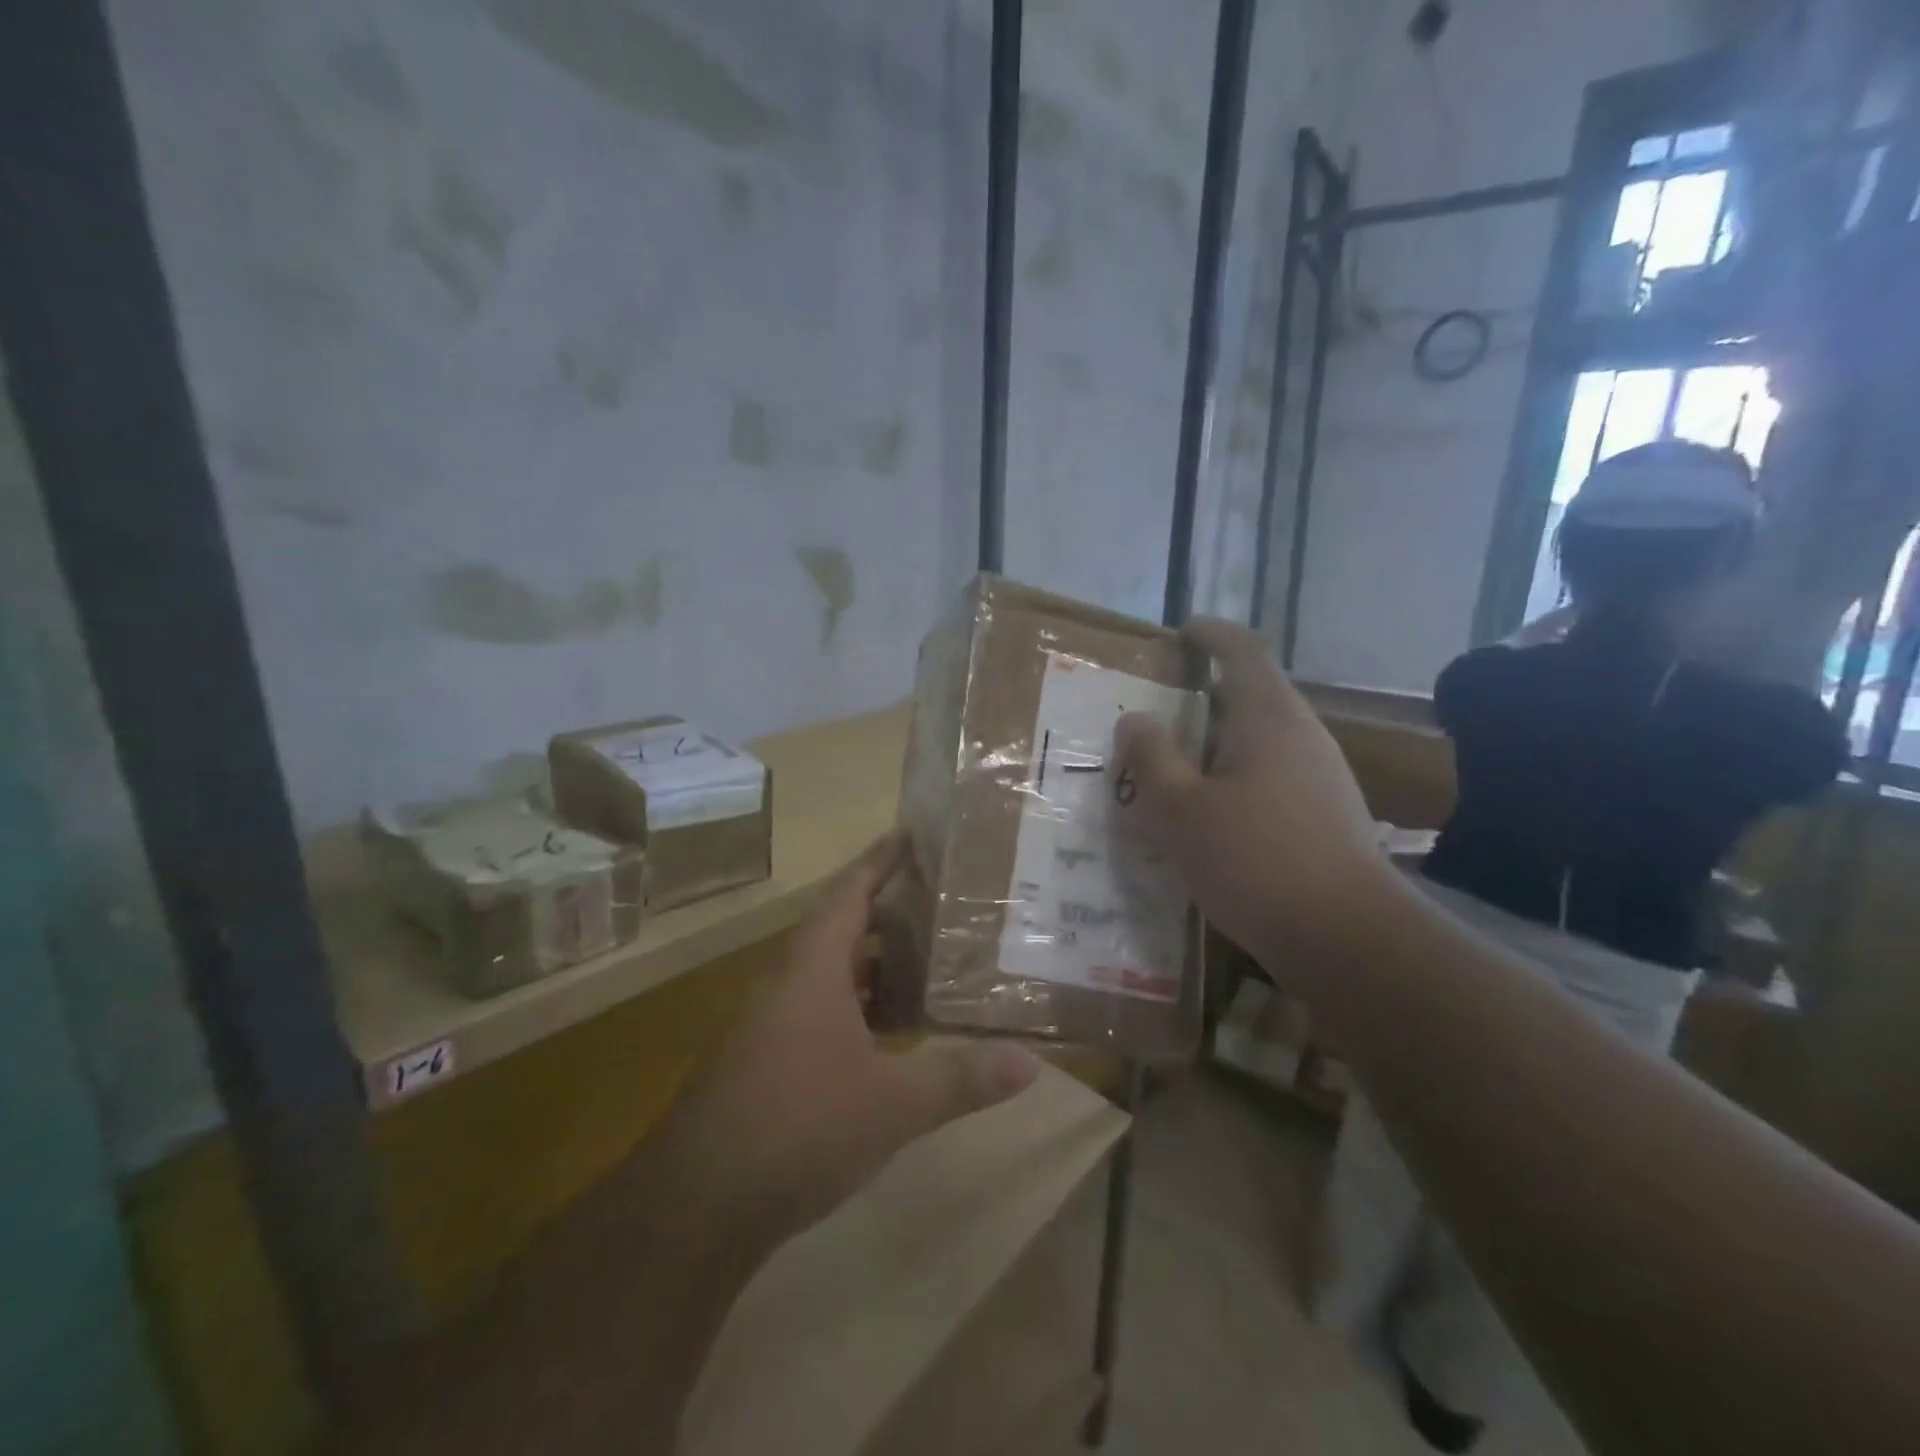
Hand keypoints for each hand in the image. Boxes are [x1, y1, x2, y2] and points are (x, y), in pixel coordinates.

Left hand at [660, 834, 1040, 1251]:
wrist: (697, 1205)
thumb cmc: (798, 1126)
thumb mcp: (892, 1104)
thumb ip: (961, 1079)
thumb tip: (1031, 1064)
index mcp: (813, 966)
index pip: (850, 891)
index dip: (881, 859)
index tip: (911, 833)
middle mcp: (787, 980)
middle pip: (841, 926)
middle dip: (888, 911)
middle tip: (941, 901)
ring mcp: (771, 1020)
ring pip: (830, 972)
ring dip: (873, 964)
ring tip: (927, 960)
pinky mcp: (765, 1057)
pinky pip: (819, 1007)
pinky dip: (857, 1004)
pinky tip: (889, 1032)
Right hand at [1113, 618, 1388, 963]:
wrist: (1347, 939)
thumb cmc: (1253, 860)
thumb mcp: (1179, 809)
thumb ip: (1151, 757)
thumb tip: (1135, 719)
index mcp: (1269, 718)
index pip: (1242, 651)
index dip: (1210, 634)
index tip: (1179, 633)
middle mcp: (1303, 735)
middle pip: (1252, 695)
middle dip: (1204, 697)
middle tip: (1157, 714)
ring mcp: (1322, 776)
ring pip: (1261, 740)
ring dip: (1217, 743)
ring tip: (1175, 768)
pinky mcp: (1327, 814)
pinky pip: (1272, 775)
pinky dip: (1235, 777)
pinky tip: (1211, 815)